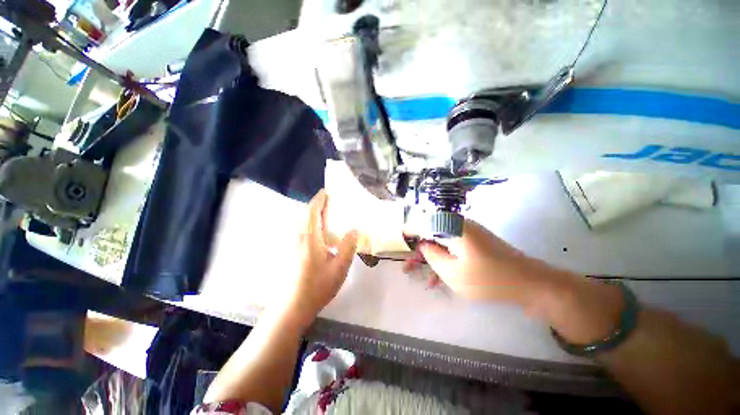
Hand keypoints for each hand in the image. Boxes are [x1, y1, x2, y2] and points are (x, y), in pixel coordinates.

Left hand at [282, 190, 357, 319]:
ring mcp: (293, 245)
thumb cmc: (317, 287)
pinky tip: (321, 233)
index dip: (318, 200)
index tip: (326, 191)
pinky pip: (302, 231)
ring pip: (302, 223)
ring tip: (327, 215)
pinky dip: (310, 224)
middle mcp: (299, 238)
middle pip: (305, 215)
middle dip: (316, 205)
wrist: (292, 307)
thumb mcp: (339, 268)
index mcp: (310, 239)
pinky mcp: (293, 252)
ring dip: (312, 214)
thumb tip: (354, 230)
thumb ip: (348, 247)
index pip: (312, 212)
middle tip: (330, 202)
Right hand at [405, 220, 548, 305]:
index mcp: (453, 227)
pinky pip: (453, 247)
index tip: (399, 238)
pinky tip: (438, 278)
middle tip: (408, 264)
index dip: (409, 229)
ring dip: (430, 256)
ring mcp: (469, 233)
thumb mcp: (452, 271)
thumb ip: (432, 255)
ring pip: (441, 241)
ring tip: (420, 274)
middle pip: (431, 232)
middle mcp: (459, 225)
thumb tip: (422, 244)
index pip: (423, 221)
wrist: (529, 283)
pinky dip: (444, 259)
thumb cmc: (488, 278)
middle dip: (418, 248)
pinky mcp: (475, 242)